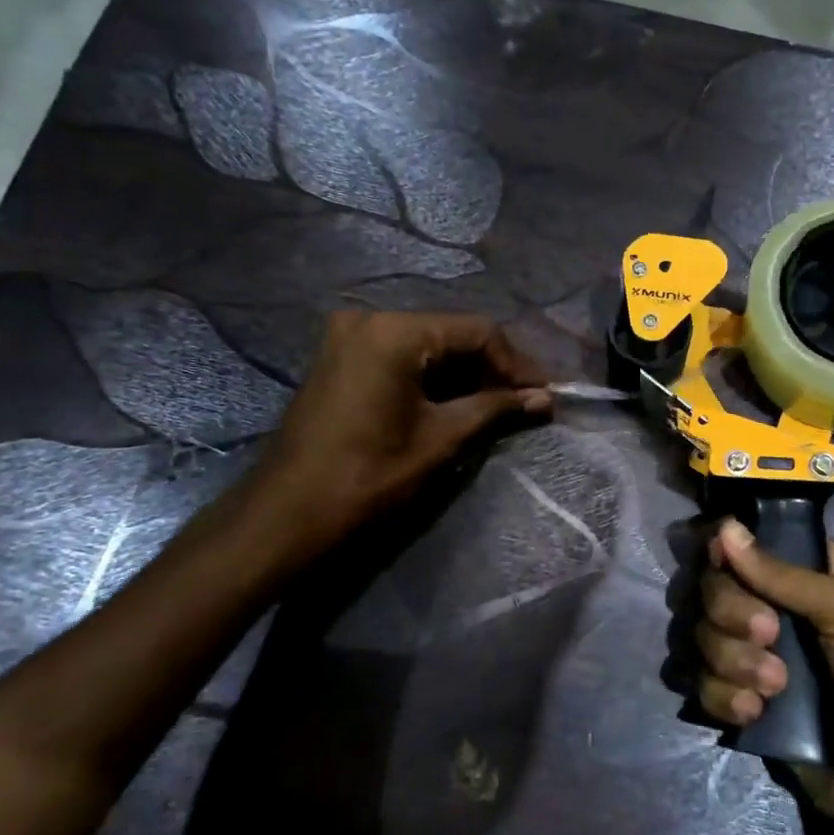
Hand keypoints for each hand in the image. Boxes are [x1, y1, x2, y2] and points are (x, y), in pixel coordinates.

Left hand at [248, 310, 550, 547]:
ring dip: (465, 375)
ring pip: (427, 346)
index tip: (543, 395)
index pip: (477, 331)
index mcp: (394, 332)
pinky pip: (401, 357)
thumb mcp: (441, 440)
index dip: (516, 364)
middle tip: (525, 403)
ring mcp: (349, 337)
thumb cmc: (369, 476)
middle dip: (491, 369)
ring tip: (498, 407)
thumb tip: (544, 399)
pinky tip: (459, 403)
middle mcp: (369, 319)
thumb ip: (495, 409)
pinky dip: (433, 379)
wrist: (288, 515)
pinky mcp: (341, 359)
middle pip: (451, 334)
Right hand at [696, 519, 833, 834]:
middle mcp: (779, 612)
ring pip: (706, 637)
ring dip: (732, 659)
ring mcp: (759, 660)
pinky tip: (756, 713)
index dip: (730, 551)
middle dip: (733, 612)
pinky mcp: (747, 705)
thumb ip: (783, 574)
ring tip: (775, 686)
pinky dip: (724, 696)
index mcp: (812, 579)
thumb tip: (725, 528)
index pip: (750, 547)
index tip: (721, 561)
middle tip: (769, 634)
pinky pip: (706, 685)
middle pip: (718, 589)